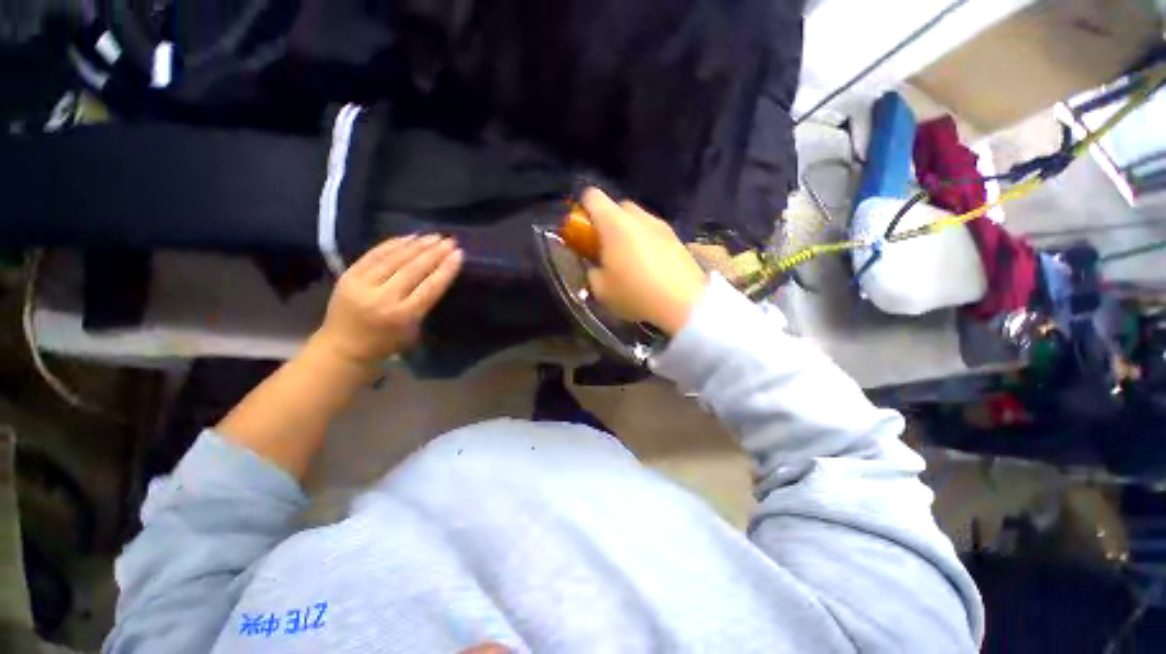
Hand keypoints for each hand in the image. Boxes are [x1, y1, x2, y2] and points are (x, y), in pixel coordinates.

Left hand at [312, 235, 462, 368]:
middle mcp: (383, 298)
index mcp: (403, 316)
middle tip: (450, 241)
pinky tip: (409, 237)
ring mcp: (362, 285)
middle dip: (434, 253)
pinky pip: (374, 254)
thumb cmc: (385, 344)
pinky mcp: (348, 276)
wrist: (341, 348)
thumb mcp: (413, 330)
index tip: (459, 254)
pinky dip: (393, 244)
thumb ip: (424, 303)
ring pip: (394, 259)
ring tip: (434, 236)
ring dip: (417, 245)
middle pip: (413, 270)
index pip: (430, 287)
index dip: (446, 269)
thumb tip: (437, 274)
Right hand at [582, 188, 706, 335]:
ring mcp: (661, 225)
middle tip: (606, 249)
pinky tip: (649, 267)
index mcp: (615, 223)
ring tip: (630, 261)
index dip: (582, 210)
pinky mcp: (677, 238)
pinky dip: (646, 242)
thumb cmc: (636, 294)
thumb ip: (591, 272)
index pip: (592, 196)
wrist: (684, 303)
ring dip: (628, 233)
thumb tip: (594, 266)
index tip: (583, 232)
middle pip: (617, 207)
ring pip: (637, 220)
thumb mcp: (601, 290)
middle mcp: (639, 217)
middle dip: (607, 224)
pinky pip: (654, 232)